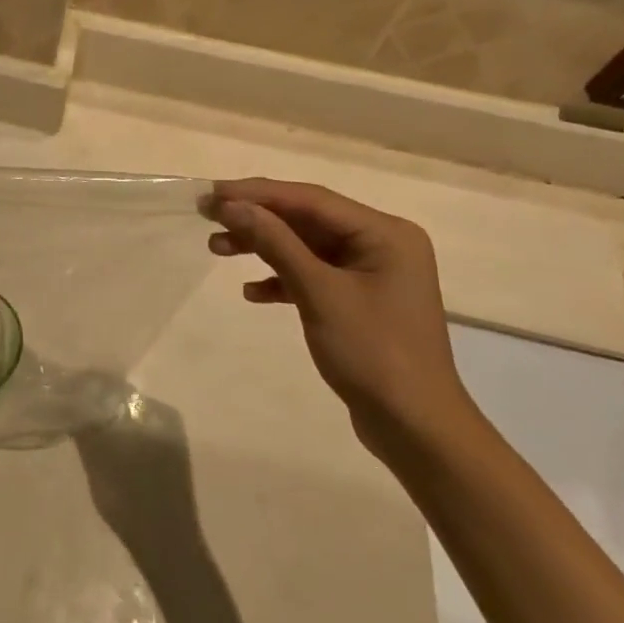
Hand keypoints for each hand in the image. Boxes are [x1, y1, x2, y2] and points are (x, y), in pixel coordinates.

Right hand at [205, 178, 474, 457]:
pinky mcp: (358, 300)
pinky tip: (251, 292)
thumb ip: (275, 243)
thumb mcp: (319, 293)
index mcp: (384, 232)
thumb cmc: (373, 353)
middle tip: (207, 216)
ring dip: (262, 247)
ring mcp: (370, 273)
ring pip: (305, 246)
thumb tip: (232, 206)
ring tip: (216, 248)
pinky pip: (312, 275)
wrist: (416, 429)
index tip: (212, 194)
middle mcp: (380, 243)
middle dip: (256, 218)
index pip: (310, 199)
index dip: (257, 193)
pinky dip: (281, 279)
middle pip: (306, 219)